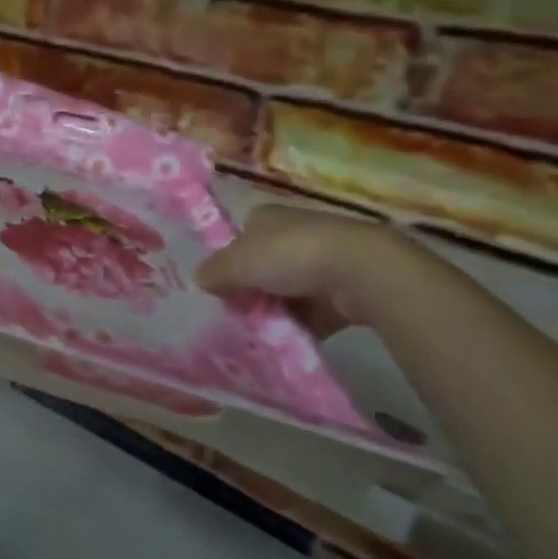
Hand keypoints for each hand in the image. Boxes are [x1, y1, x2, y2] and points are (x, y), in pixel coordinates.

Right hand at [196, 204, 402, 338]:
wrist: (358, 271)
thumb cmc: (290, 255)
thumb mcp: (238, 262)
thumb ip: (215, 271)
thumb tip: (198, 278)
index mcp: (266, 218)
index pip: (240, 237)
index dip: (229, 261)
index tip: (221, 286)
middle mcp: (292, 233)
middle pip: (262, 266)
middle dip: (251, 290)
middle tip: (237, 314)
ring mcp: (320, 261)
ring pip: (286, 290)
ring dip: (276, 310)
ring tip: (260, 333)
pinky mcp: (342, 289)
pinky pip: (313, 311)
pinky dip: (302, 325)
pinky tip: (288, 340)